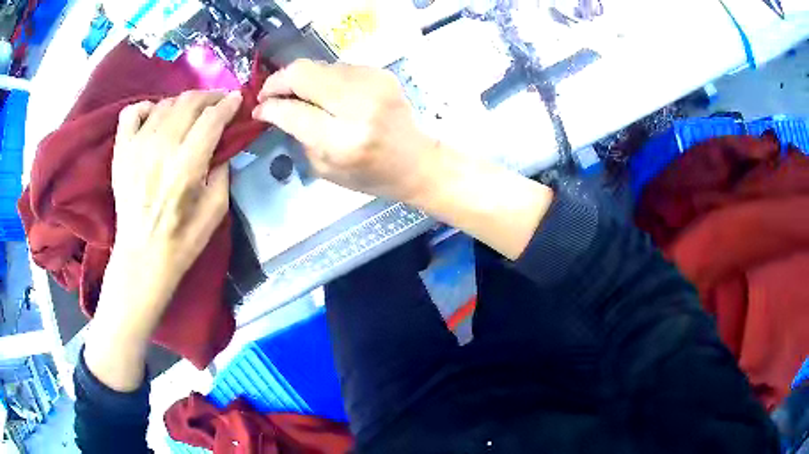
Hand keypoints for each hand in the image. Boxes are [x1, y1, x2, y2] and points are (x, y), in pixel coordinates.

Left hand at [112, 90, 240, 280]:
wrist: (141, 257)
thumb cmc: (182, 240)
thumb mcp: (216, 210)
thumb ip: (223, 171)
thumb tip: (223, 143)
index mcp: (186, 167)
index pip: (212, 119)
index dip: (228, 104)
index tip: (237, 100)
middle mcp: (160, 149)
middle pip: (189, 103)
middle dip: (210, 97)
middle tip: (219, 102)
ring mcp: (137, 147)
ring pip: (165, 103)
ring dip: (183, 102)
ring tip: (191, 112)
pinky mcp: (121, 151)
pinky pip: (132, 113)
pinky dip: (147, 107)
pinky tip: (155, 117)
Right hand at [252, 59, 440, 201]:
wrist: (415, 161)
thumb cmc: (369, 175)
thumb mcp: (325, 169)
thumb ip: (298, 135)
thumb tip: (276, 108)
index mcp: (343, 140)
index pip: (292, 110)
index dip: (269, 106)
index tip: (258, 108)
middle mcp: (358, 106)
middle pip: (303, 74)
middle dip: (277, 81)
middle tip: (268, 93)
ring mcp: (373, 84)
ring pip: (318, 66)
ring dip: (299, 78)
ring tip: (295, 94)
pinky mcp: (380, 73)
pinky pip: (337, 67)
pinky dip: (322, 78)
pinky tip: (322, 93)